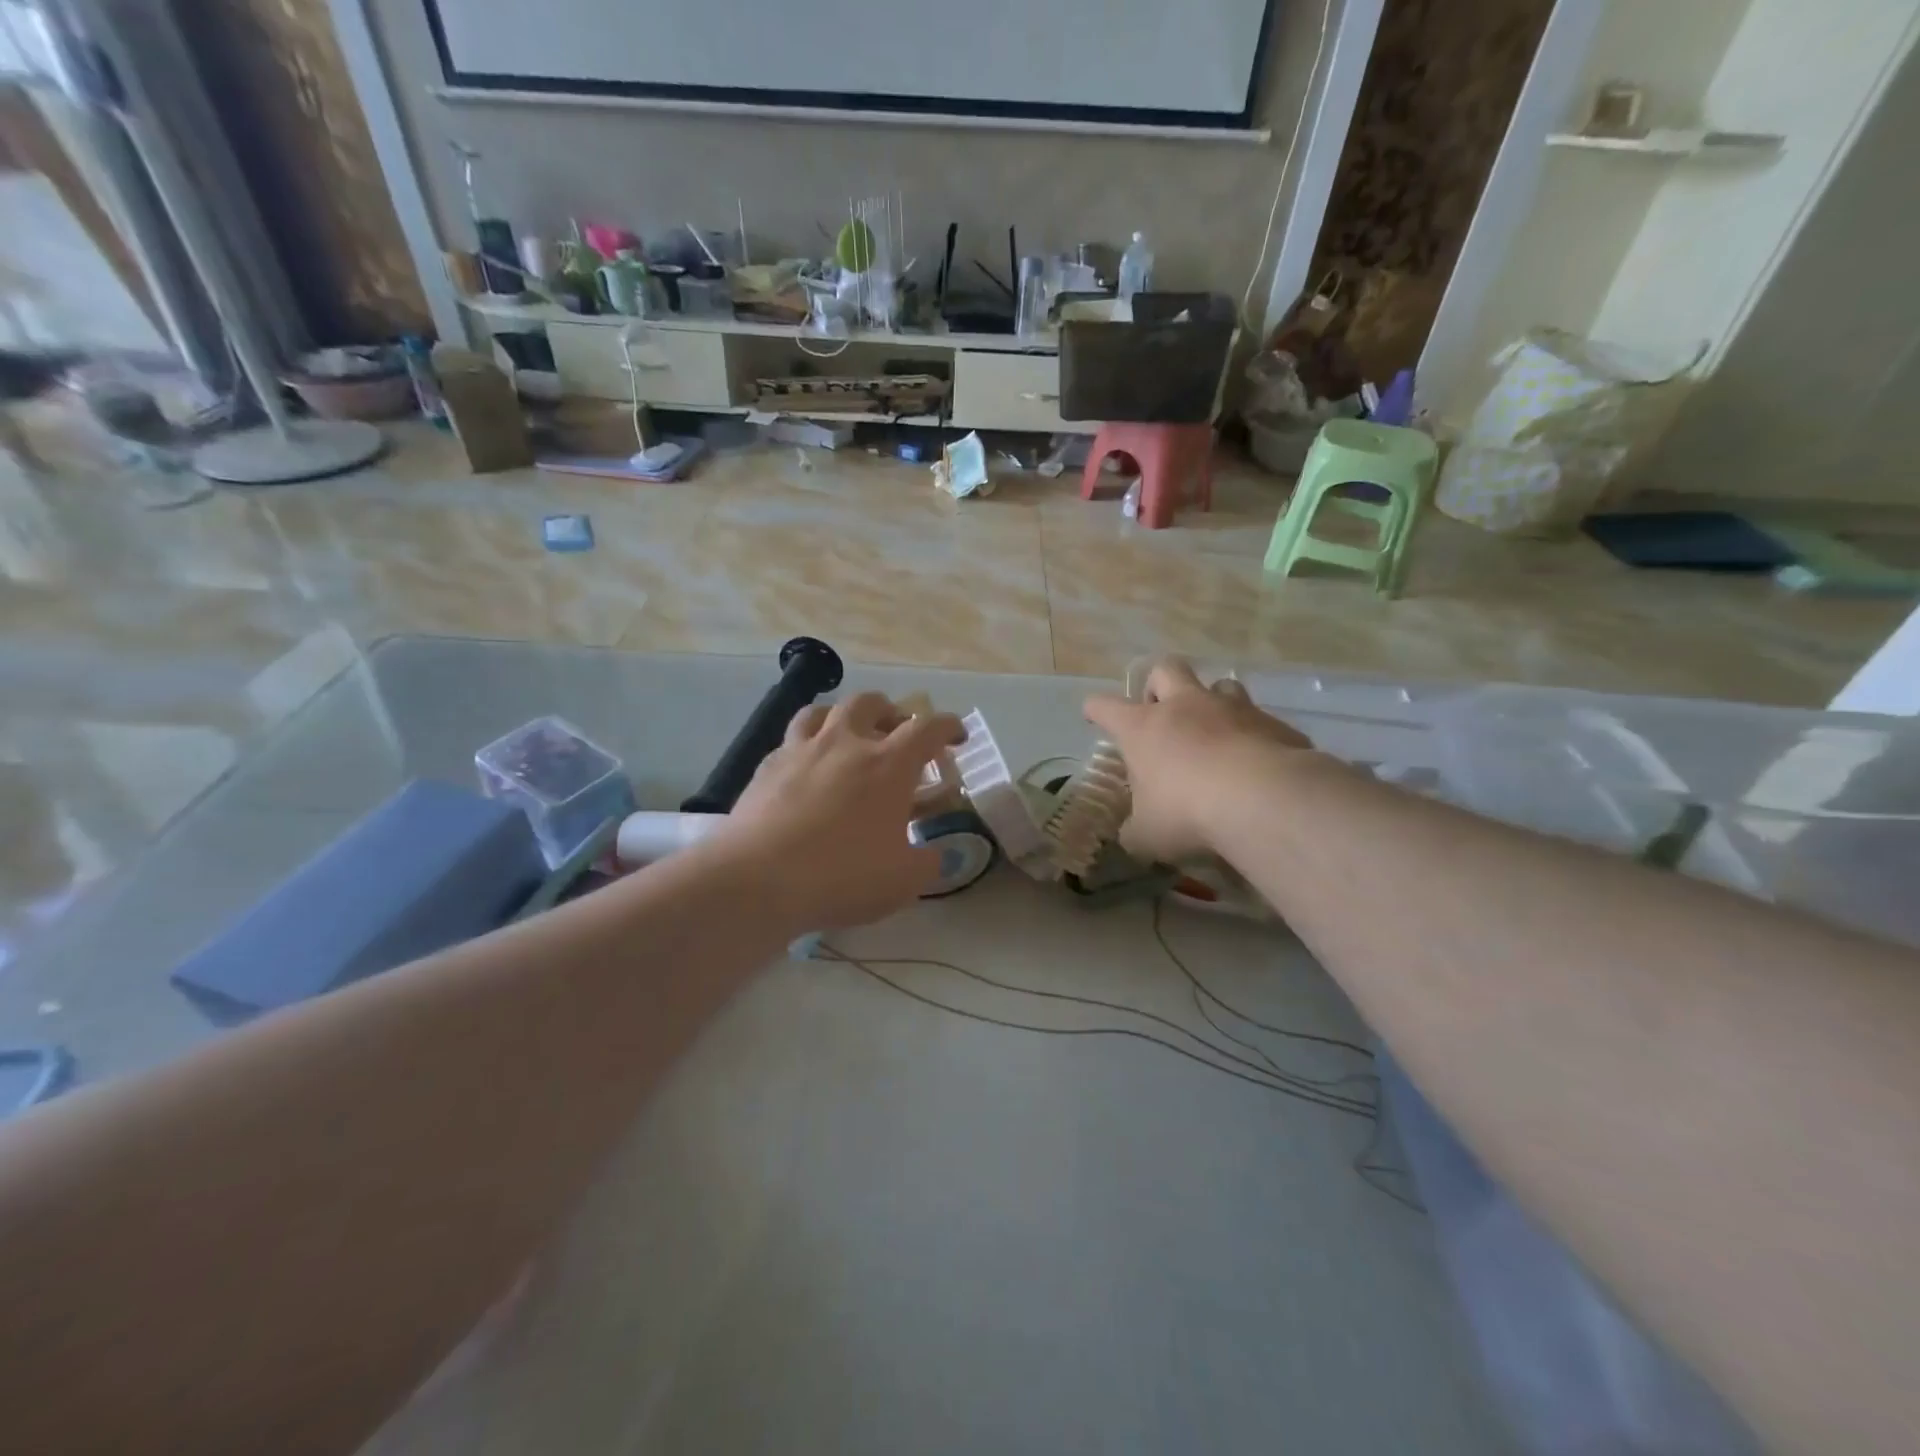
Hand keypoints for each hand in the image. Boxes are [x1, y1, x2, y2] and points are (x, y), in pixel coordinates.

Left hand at [724, 692, 965, 930]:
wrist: (758, 879)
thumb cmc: (842, 875)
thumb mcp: (903, 881)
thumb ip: (927, 862)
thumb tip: (934, 853)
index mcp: (888, 764)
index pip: (927, 729)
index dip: (948, 726)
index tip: (957, 735)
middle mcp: (845, 743)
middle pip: (870, 703)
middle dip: (890, 711)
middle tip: (896, 731)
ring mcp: (800, 750)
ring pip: (823, 710)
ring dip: (842, 715)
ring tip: (846, 733)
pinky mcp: (765, 767)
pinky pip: (790, 740)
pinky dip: (805, 745)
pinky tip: (805, 767)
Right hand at [1083, 659, 1318, 863]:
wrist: (1263, 800)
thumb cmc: (1187, 812)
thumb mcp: (1147, 835)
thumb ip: (1135, 831)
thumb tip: (1133, 835)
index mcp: (1143, 728)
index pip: (1106, 707)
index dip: (1096, 709)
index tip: (1094, 715)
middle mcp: (1185, 706)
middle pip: (1166, 670)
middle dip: (1158, 685)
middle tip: (1161, 714)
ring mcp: (1233, 710)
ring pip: (1220, 685)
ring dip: (1213, 704)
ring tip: (1214, 733)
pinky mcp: (1273, 724)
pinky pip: (1260, 722)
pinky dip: (1254, 737)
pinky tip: (1257, 765)